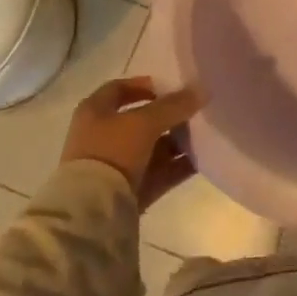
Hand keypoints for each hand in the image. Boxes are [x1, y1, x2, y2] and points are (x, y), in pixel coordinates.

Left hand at [59, 77, 201, 208]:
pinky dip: (177, 166)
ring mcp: (114, 165)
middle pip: (140, 119)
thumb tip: (201, 90)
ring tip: (204, 135)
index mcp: (95, 112)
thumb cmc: (112, 152)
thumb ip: (174, 105)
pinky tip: (201, 160)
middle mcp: (101, 136)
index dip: (145, 84)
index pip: (119, 88)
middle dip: (168, 115)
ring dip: (176, 141)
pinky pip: (158, 172)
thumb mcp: (145, 122)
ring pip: (152, 147)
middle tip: (195, 111)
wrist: (92, 211)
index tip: (172, 86)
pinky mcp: (128, 190)